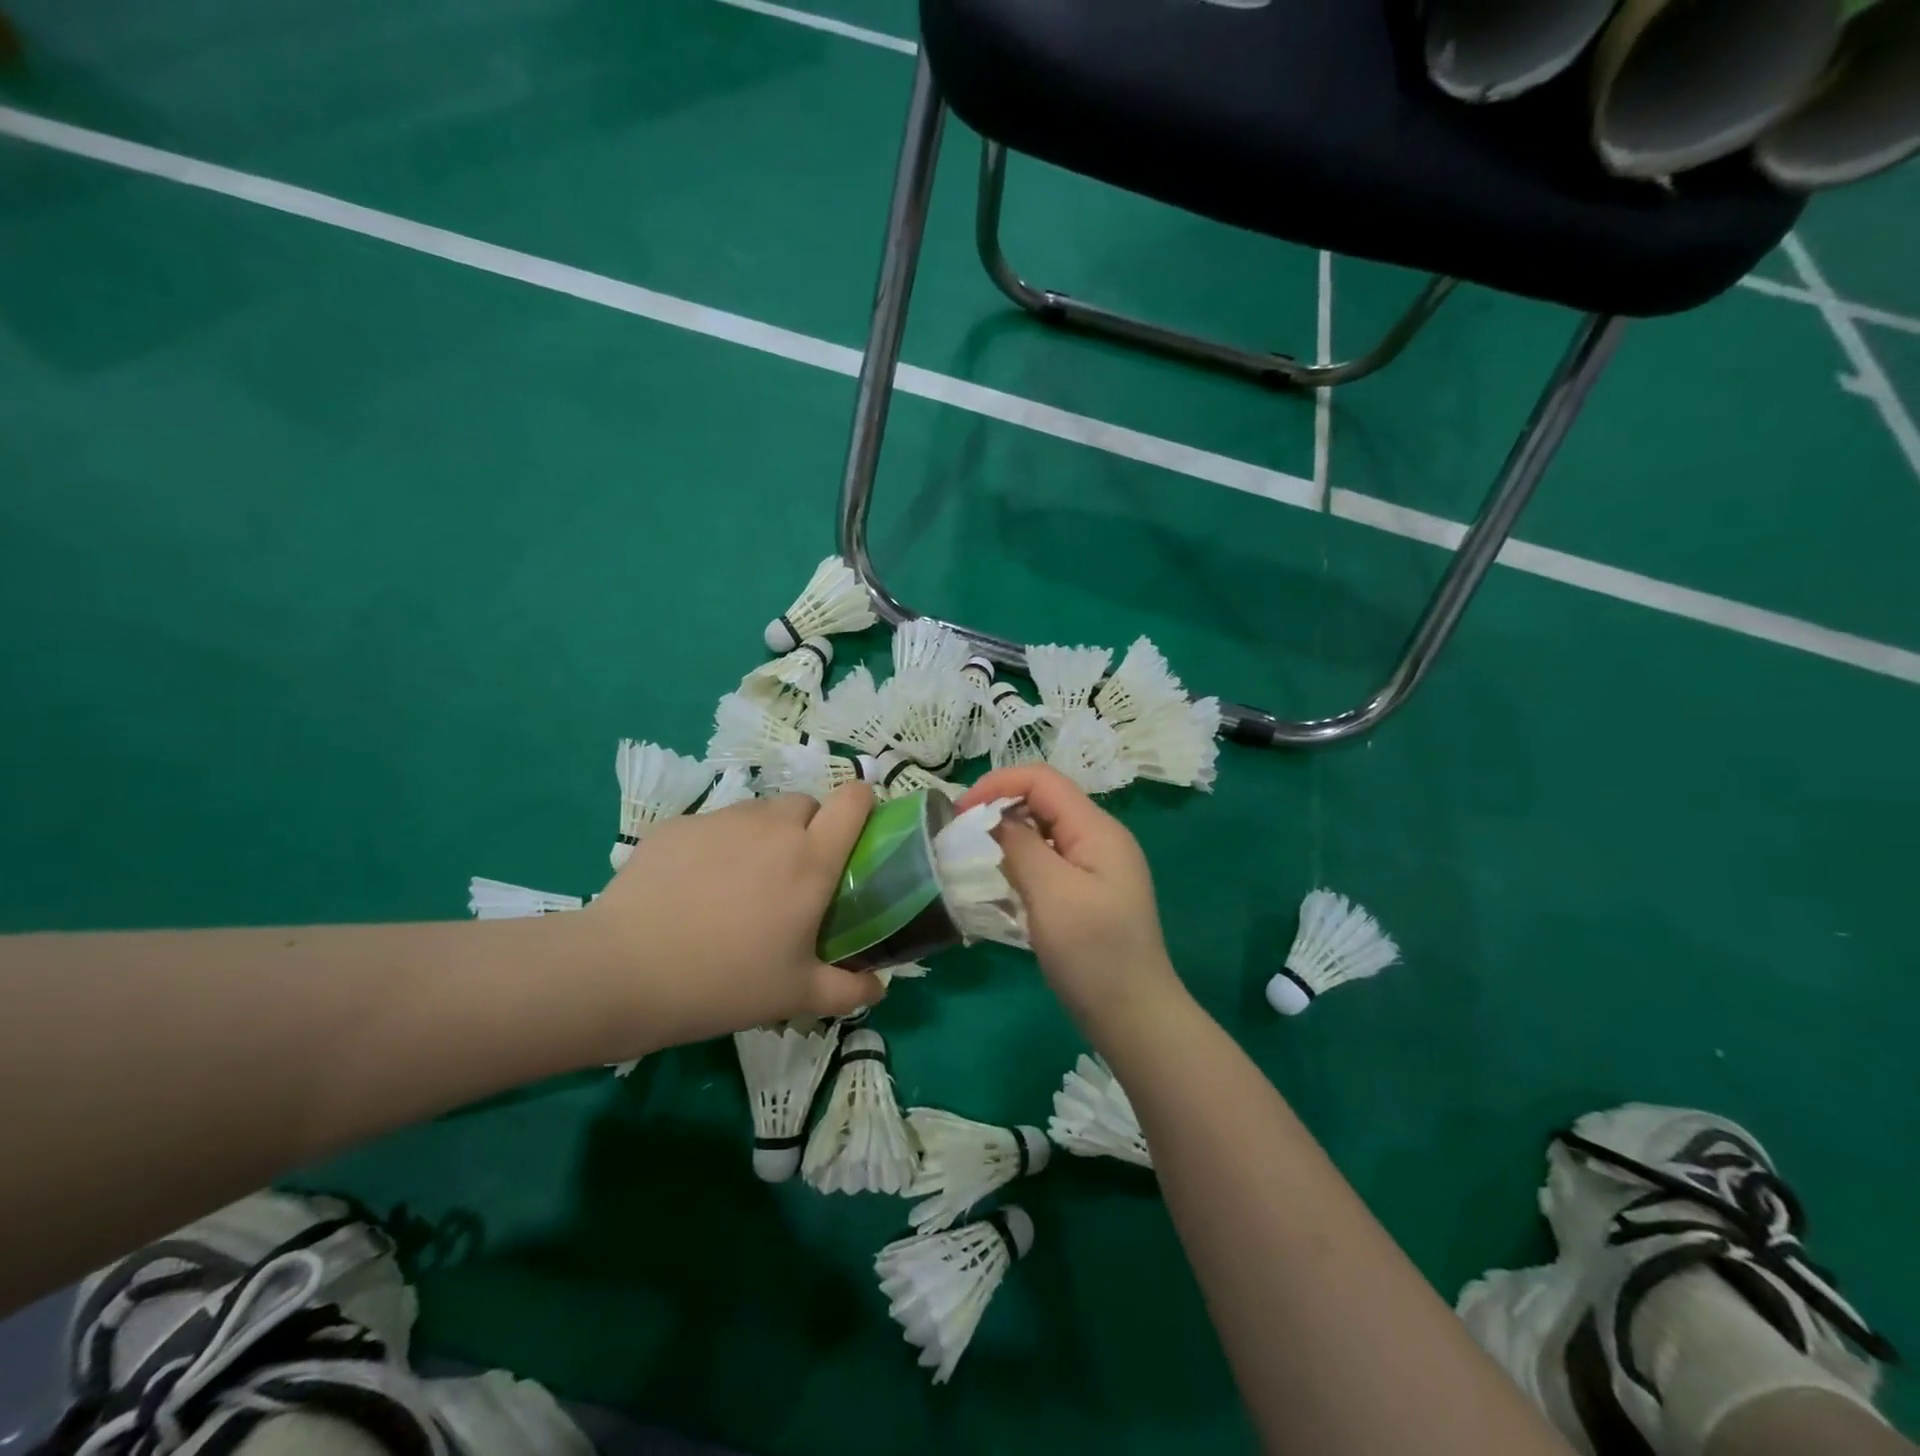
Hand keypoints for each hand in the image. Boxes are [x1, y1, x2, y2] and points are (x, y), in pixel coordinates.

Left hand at [579, 785, 885, 1053]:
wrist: (624, 971)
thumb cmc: (724, 983)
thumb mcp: (795, 996)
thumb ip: (848, 991)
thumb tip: (879, 987)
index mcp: (811, 859)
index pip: (853, 800)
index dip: (862, 805)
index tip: (856, 831)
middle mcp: (772, 827)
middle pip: (806, 803)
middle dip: (809, 827)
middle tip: (792, 874)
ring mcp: (721, 820)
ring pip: (758, 812)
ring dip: (764, 835)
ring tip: (740, 882)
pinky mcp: (677, 825)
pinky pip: (713, 825)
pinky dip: (717, 845)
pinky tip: (693, 887)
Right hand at [958, 766, 1186, 1040]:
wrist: (1134, 1018)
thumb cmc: (1093, 953)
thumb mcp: (1051, 893)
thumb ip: (1020, 846)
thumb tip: (993, 819)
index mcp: (1097, 829)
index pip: (1043, 780)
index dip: (998, 784)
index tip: (959, 811)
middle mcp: (1099, 839)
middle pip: (1044, 801)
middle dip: (1000, 807)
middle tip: (961, 835)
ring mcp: (1095, 867)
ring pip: (1044, 831)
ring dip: (1008, 835)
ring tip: (976, 856)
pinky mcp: (1088, 892)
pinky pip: (1049, 860)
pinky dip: (1021, 861)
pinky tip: (1003, 882)